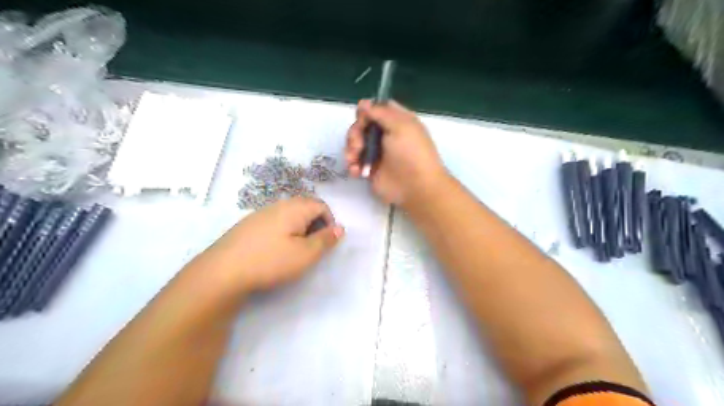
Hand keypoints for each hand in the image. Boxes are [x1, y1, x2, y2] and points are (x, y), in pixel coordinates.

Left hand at [195, 197, 343, 292]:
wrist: (222, 271)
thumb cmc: (271, 261)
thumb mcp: (306, 254)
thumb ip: (325, 240)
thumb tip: (340, 228)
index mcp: (295, 208)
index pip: (321, 205)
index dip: (330, 221)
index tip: (326, 242)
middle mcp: (279, 205)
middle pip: (305, 207)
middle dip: (315, 224)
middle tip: (312, 247)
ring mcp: (261, 213)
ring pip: (289, 214)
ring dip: (299, 228)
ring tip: (294, 250)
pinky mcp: (249, 224)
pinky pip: (275, 221)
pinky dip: (283, 231)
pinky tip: (274, 250)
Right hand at [342, 99, 444, 205]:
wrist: (415, 187)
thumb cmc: (411, 154)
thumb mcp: (400, 126)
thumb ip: (380, 112)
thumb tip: (363, 103)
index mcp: (397, 121)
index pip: (376, 108)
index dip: (366, 111)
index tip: (363, 119)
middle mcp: (386, 134)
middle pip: (361, 125)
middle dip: (355, 133)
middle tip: (358, 145)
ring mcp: (377, 152)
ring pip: (355, 142)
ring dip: (351, 150)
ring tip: (355, 161)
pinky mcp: (370, 168)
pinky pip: (354, 161)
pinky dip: (352, 165)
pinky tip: (357, 171)